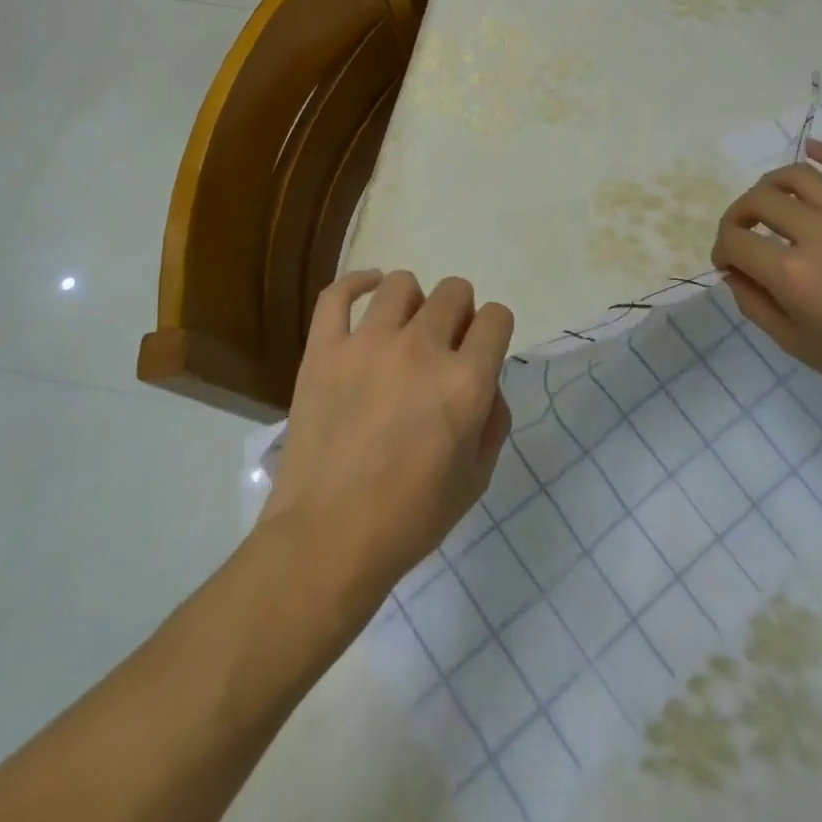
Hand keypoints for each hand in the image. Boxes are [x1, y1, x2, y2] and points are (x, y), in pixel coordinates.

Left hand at [260, 270, 513, 609]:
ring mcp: (368, 343)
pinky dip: (356, 283)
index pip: (497, 317)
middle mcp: (422, 348)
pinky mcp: (325, 349)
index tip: (481, 350)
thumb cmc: (410, 517)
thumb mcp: (477, 478)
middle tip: (443, 346)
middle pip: (454, 291)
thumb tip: (485, 381)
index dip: (494, 331)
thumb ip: (493, 419)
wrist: (328, 538)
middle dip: (459, 313)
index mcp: (465, 381)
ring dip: (413, 302)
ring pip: (401, 283)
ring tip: (403, 329)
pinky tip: (367, 291)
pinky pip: (338, 293)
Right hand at [711, 141, 821, 424]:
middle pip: (760, 200)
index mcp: (794, 275)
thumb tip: (735, 269)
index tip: (727, 264)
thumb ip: (754, 301)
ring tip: (769, 202)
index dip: (721, 250)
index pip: (736, 241)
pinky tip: (812, 149)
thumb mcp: (794, 344)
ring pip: (800, 177)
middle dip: (738, 215)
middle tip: (742, 235)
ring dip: (771, 185)